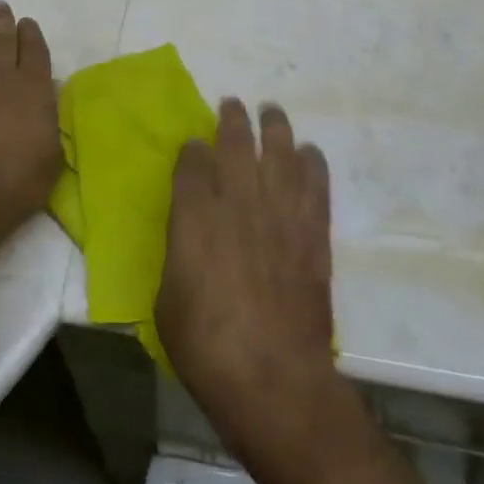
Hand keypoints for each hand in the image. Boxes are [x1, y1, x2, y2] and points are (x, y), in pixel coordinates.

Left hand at [0, 1, 61, 262]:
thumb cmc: (18, 181)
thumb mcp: (52, 153)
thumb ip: (49, 118)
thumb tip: (45, 97)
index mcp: (34, 86)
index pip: (34, 47)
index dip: (30, 32)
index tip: (27, 22)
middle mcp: (1, 75)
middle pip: (2, 36)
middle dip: (2, 19)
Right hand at [155, 100, 334, 446]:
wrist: (273, 378)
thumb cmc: (206, 345)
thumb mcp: (167, 300)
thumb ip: (179, 255)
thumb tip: (189, 241)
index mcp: (194, 215)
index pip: (192, 163)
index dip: (192, 150)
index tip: (194, 145)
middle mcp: (237, 201)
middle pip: (236, 144)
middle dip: (232, 120)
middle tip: (232, 105)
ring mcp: (279, 214)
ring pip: (279, 153)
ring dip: (275, 127)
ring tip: (272, 111)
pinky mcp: (312, 234)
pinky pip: (315, 186)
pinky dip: (313, 164)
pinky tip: (310, 152)